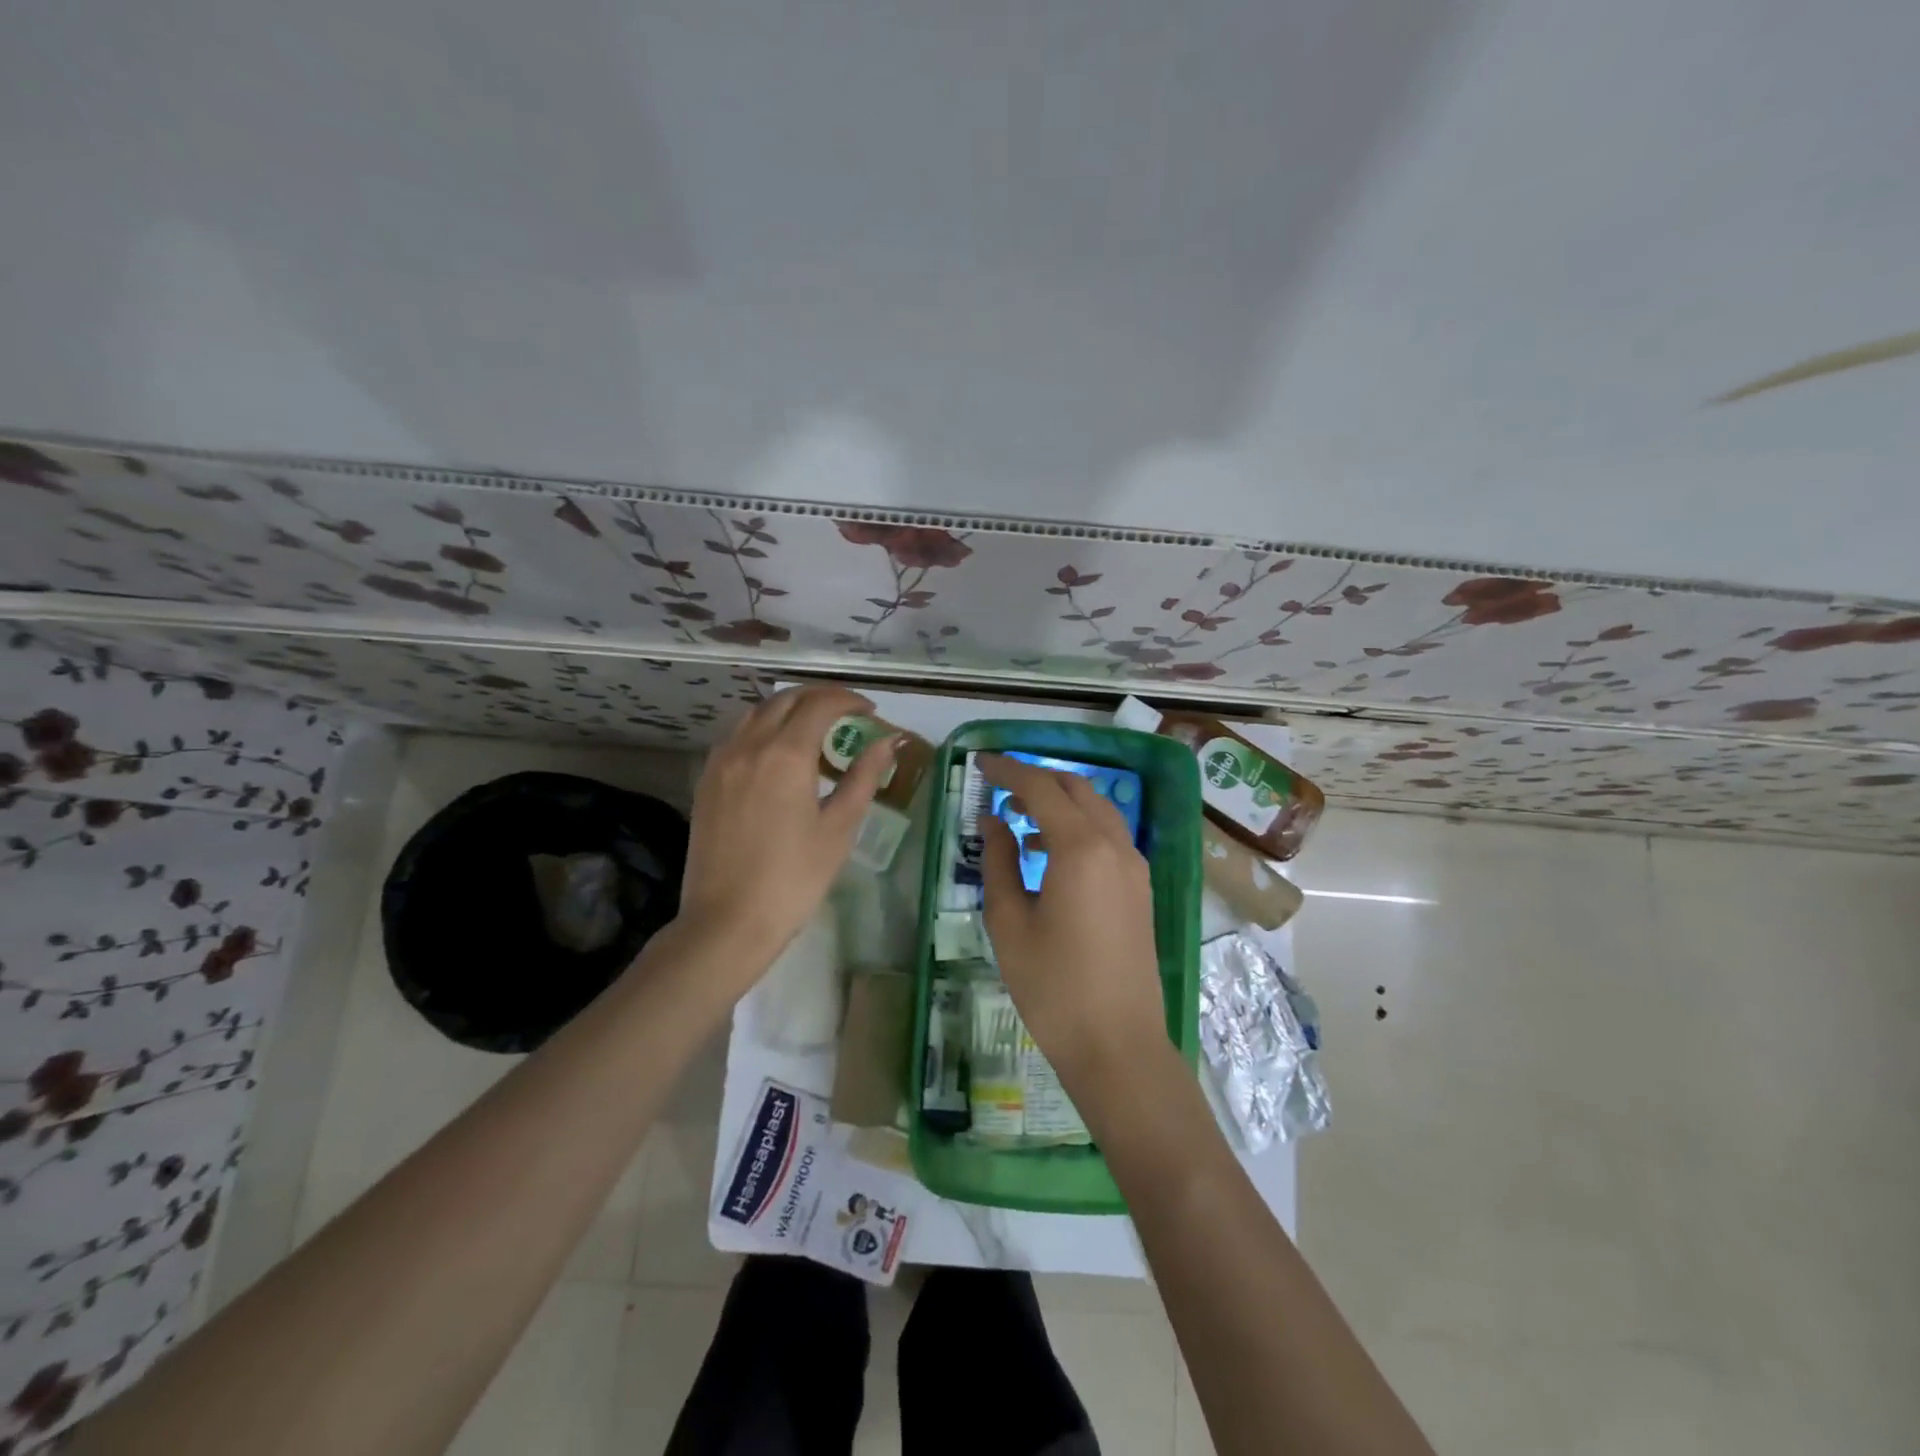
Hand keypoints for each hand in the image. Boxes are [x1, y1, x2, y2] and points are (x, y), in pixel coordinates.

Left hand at [672, 685, 897, 992]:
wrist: (728, 921)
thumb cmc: (794, 878)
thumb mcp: (839, 828)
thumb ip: (863, 777)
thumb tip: (887, 741)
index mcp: (785, 754)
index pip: (820, 705)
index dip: (848, 700)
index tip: (869, 711)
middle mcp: (749, 745)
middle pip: (786, 699)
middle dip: (819, 697)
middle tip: (846, 713)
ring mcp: (721, 761)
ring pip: (756, 712)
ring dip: (789, 708)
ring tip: (814, 728)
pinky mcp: (707, 780)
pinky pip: (737, 735)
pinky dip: (763, 728)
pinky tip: (777, 753)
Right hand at [978, 754, 1169, 1088]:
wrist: (1118, 1046)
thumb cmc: (1053, 987)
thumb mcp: (1009, 923)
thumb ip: (999, 862)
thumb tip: (994, 822)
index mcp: (1080, 848)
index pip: (1040, 787)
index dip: (1007, 770)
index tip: (979, 763)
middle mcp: (1115, 845)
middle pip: (1076, 788)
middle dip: (1036, 780)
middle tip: (998, 791)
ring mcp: (1135, 867)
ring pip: (1097, 810)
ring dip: (1059, 802)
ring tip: (1020, 822)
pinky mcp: (1141, 889)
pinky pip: (1109, 836)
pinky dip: (1079, 827)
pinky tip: (1051, 852)